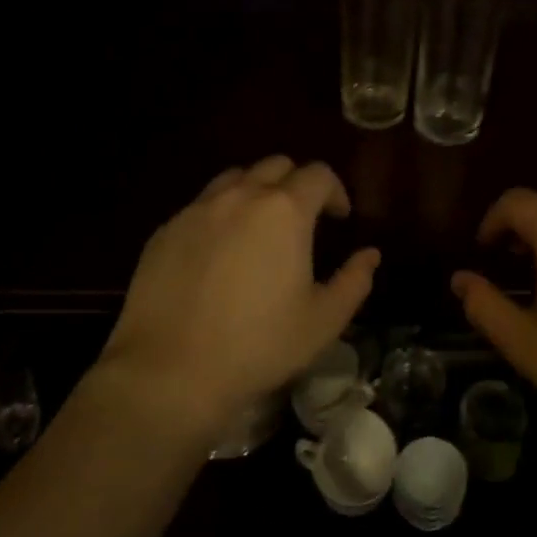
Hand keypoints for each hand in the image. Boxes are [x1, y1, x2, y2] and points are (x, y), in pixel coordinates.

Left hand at [100, 156, 378, 436]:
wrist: (169, 371)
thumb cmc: (258, 345)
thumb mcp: (323, 321)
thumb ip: (354, 281)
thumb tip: (370, 254)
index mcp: (285, 210)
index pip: (319, 173)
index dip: (335, 191)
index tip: (339, 218)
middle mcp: (242, 195)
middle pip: (276, 165)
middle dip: (297, 184)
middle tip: (302, 219)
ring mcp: (199, 209)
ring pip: (236, 177)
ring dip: (256, 191)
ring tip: (259, 227)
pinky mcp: (166, 229)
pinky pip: (202, 204)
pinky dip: (220, 213)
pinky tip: (219, 251)